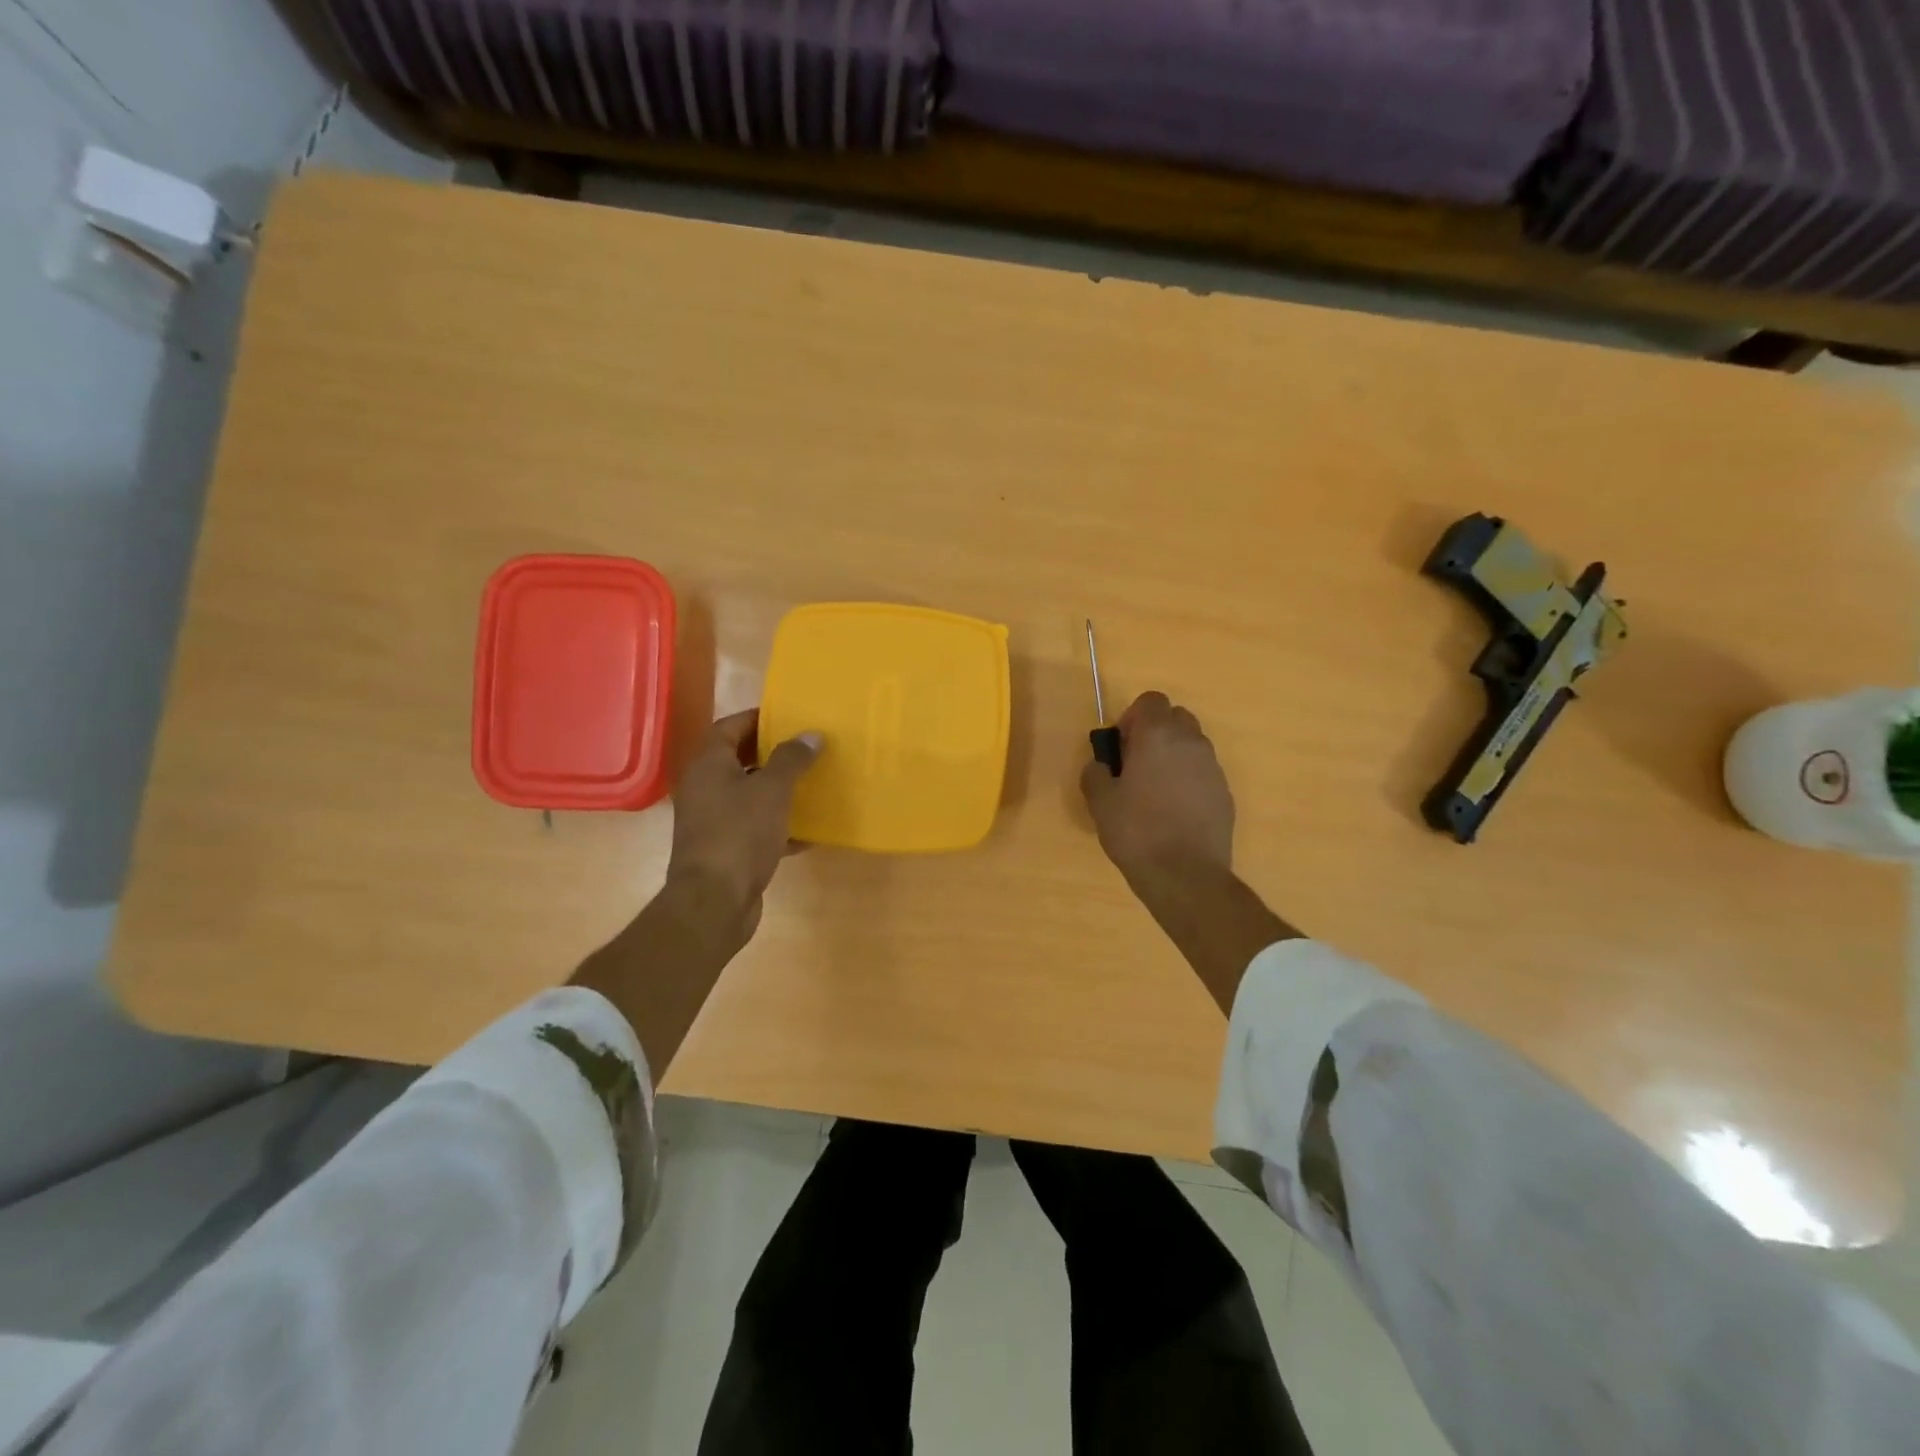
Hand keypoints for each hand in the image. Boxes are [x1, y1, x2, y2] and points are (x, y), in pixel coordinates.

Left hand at [667, 710, 822, 944]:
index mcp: (708, 765)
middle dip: (773, 753)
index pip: (730, 726)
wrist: (714, 902)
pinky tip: (808, 830)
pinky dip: (778, 825)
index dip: (758, 718)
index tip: (790, 717)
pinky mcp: (725, 849)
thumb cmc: (739, 834)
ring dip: (778, 789)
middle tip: (807, 748)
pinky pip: (754, 827)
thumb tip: (811, 734)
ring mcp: (712, 821)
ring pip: (749, 795)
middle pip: (739, 759)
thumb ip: (792, 759)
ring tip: (812, 783)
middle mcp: (704, 788)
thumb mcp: (772, 790)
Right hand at [1080, 691, 1234, 889]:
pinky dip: (1188, 780)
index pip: (1151, 700)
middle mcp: (1191, 742)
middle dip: (1156, 733)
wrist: (1185, 875)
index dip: (1133, 718)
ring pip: (1192, 745)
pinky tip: (1174, 812)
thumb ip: (1096, 772)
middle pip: (1175, 718)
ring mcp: (1213, 768)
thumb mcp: (1100, 802)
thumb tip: (1101, 765)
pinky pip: (1203, 773)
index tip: (1122, 747)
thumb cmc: (1136, 831)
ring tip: (1155, 792)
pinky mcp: (1225, 793)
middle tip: (1136, 765)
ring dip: (1173, 756)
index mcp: (1158, 735)